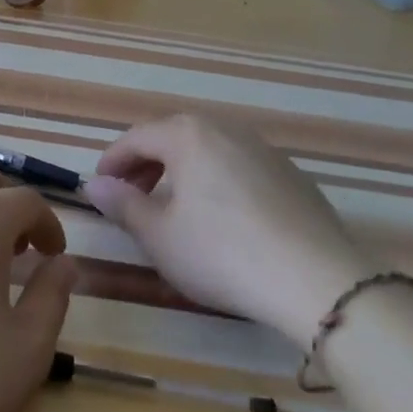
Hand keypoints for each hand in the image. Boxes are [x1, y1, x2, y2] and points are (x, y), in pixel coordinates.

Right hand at [83, 114, 372, 348]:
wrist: (318, 281)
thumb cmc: (221, 253)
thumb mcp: (159, 235)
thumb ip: (122, 205)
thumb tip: (94, 185)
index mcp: (188, 135)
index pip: (136, 138)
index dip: (112, 162)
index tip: (99, 188)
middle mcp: (227, 130)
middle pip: (173, 138)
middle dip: (146, 165)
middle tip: (132, 197)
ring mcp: (265, 151)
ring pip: (209, 151)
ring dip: (182, 172)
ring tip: (174, 208)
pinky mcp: (294, 177)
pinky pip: (240, 168)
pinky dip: (217, 182)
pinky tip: (223, 220)